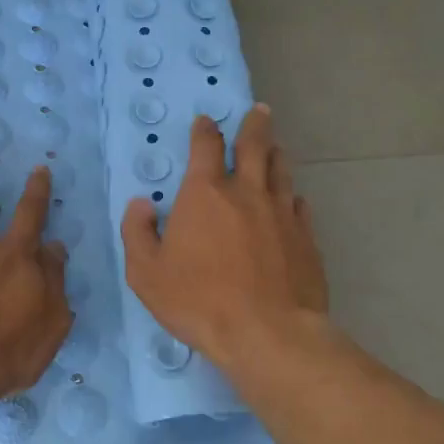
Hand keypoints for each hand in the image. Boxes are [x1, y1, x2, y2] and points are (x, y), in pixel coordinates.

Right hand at [121, 105, 327, 369]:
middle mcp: (246, 192)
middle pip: (255, 146)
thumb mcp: (146, 273)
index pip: (206, 147)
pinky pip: (299, 204)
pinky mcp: (306, 237)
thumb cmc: (199, 302)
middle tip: (260, 111)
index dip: (205, 130)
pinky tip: (292, 200)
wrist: (267, 332)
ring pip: (281, 170)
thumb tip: (141, 204)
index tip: (206, 121)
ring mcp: (281, 213)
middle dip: (255, 125)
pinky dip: (291, 196)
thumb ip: (138, 233)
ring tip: (275, 146)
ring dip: (276, 153)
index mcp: (205, 194)